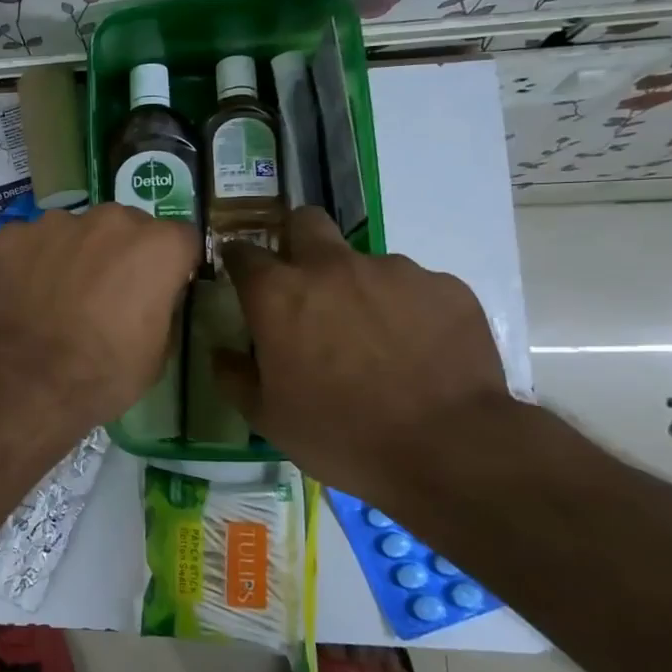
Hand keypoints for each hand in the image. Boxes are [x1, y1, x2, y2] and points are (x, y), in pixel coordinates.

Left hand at [0, 204, 199, 427]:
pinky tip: (22, 294)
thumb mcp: (157, 354)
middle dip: (120, 253)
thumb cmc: (102, 375)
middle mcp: (110, 221)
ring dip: (74, 253)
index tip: (159, 288)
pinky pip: (30, 242)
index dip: (171, 265)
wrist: (24, 383)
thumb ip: (161, 308)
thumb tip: (152, 297)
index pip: (180, 240)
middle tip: (105, 293)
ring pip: (75, 230)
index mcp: (157, 247)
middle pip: (125, 227)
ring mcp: (56, 223)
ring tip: (57, 295)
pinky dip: (29, 261)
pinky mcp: (12, 236)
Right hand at [216, 208, 511, 499]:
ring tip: (374, 338)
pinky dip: (405, 309)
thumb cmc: (340, 434)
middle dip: (296, 240)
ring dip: (357, 287)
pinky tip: (416, 349)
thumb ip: (234, 377)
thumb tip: (222, 354)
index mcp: (278, 294)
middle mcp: (331, 267)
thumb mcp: (268, 418)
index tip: (240, 276)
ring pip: (363, 262)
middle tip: (303, 284)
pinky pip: (413, 288)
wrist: (448, 449)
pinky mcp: (444, 286)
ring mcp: (393, 271)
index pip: (243, 253)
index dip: (237, 260)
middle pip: (305, 222)